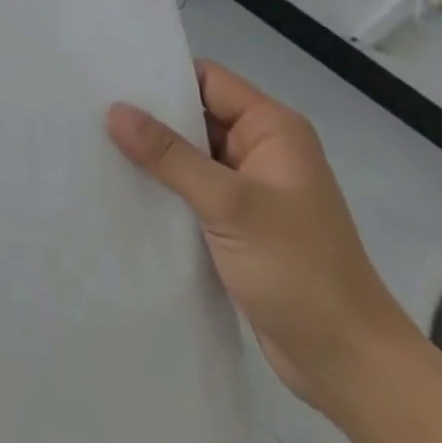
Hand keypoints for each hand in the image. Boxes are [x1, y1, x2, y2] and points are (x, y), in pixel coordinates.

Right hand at [107, 61, 414, 409]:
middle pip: (195, 115)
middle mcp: (261, 150)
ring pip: (190, 156)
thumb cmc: (299, 270)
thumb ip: (170, 155)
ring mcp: (250, 189)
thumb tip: (114, 110)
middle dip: (149, 116)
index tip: (111, 74)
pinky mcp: (238, 225)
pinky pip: (192, 191)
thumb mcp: (230, 205)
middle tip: (91, 106)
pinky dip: (163, 189)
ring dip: (153, 156)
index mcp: (272, 129)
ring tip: (95, 142)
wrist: (350, 368)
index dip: (162, 75)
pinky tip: (122, 187)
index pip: (208, 80)